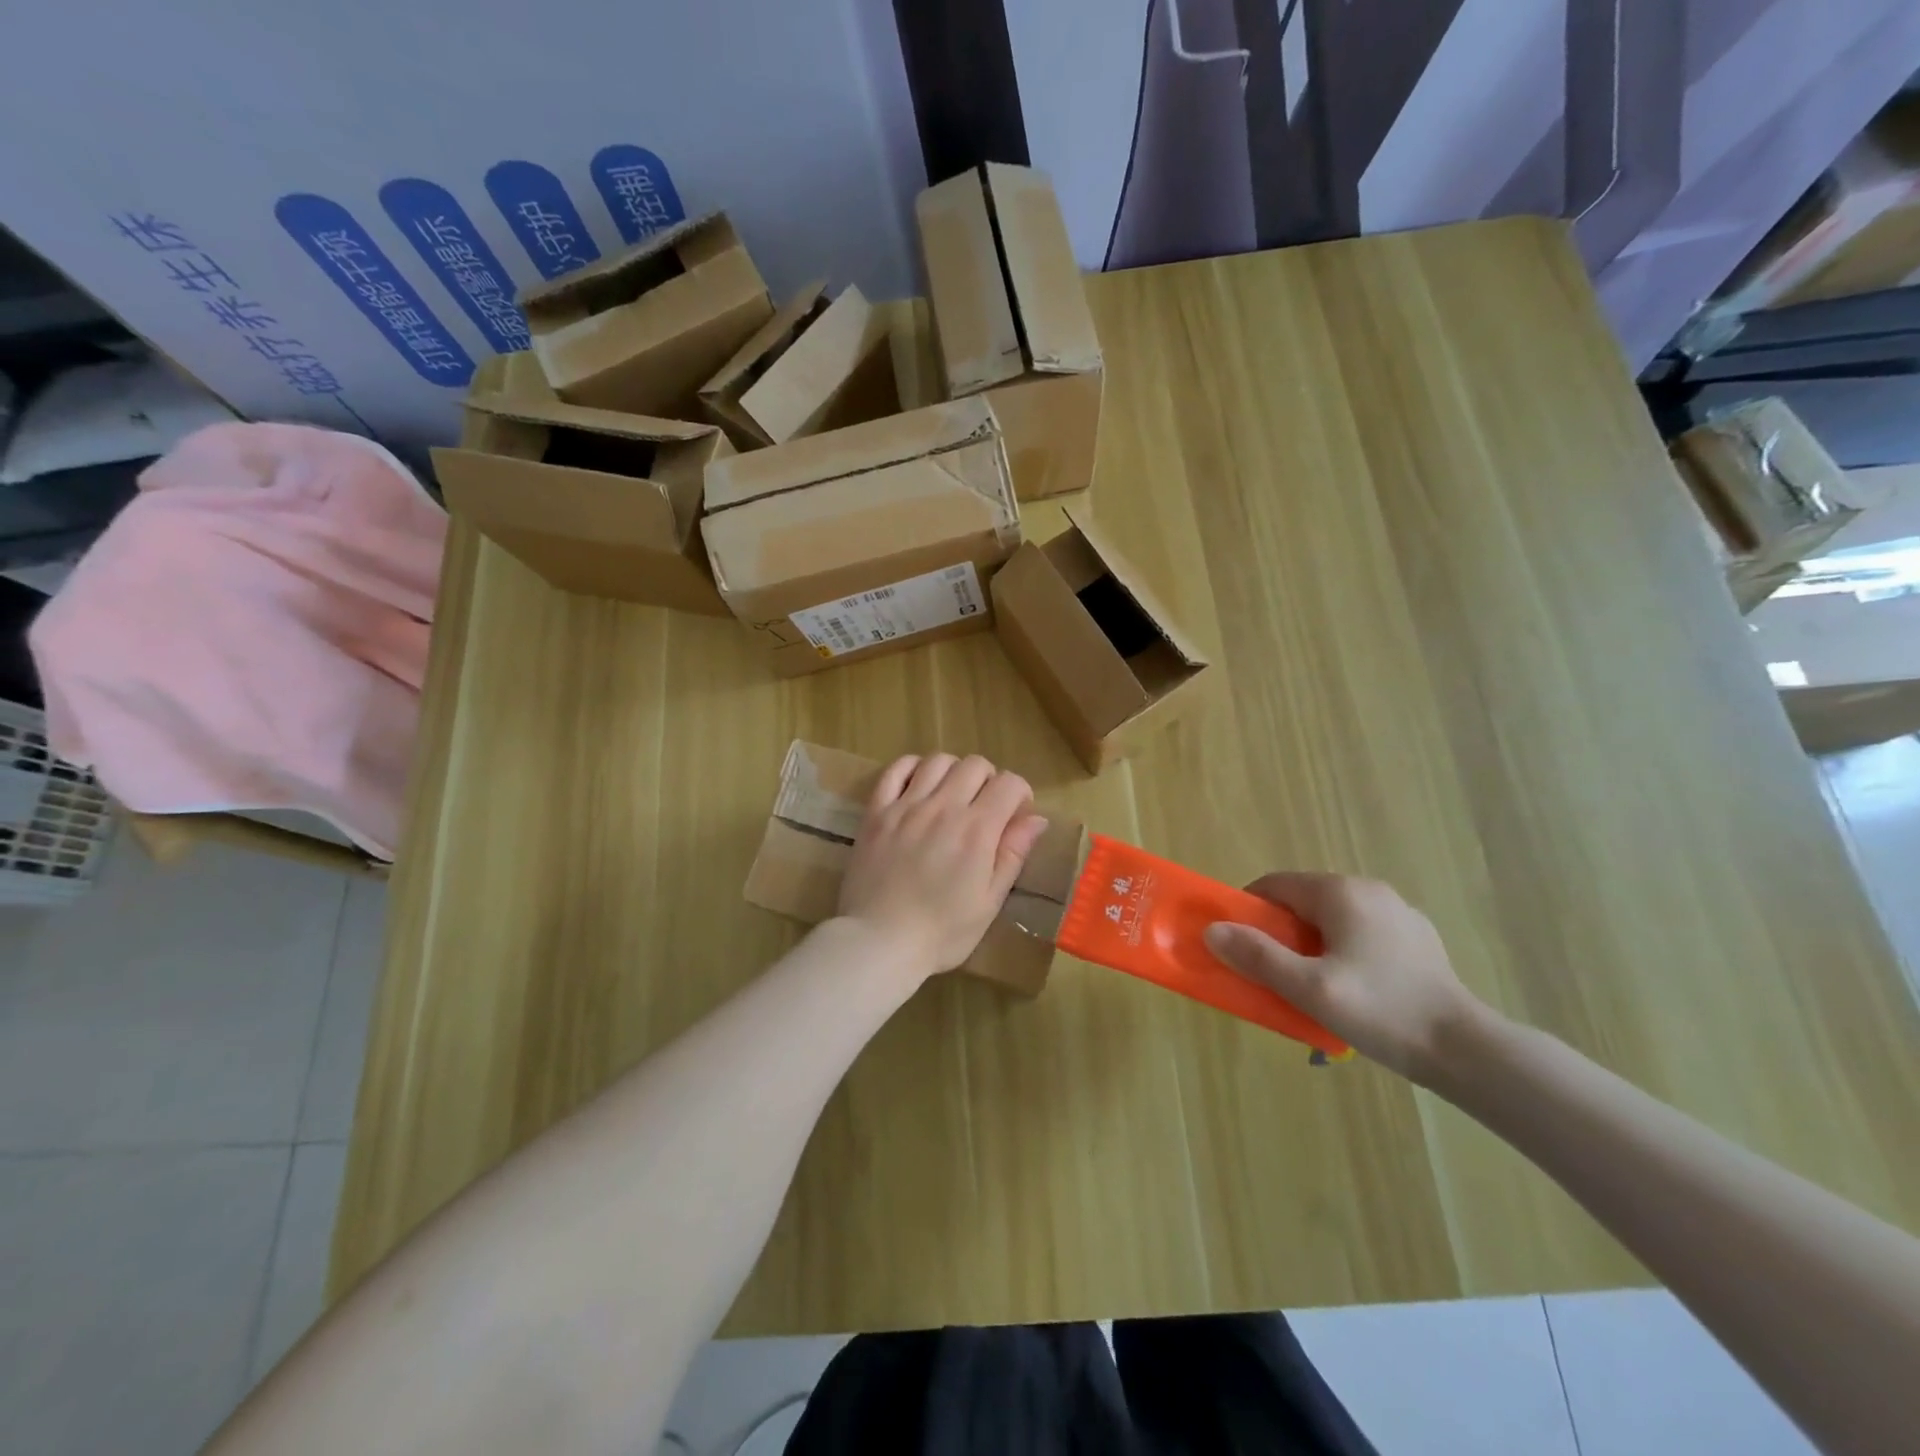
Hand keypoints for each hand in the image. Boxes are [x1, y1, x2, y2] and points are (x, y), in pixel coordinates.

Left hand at [838, 754, 1049, 979]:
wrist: (879, 942)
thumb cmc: (942, 932)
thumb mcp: (989, 901)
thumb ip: (1012, 854)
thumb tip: (1036, 819)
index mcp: (977, 830)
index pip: (1009, 784)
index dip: (1020, 794)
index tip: (1016, 815)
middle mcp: (943, 807)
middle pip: (975, 765)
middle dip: (989, 780)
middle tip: (985, 808)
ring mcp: (906, 806)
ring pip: (938, 760)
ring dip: (954, 772)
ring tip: (952, 796)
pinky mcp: (876, 812)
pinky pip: (895, 770)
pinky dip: (912, 768)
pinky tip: (918, 785)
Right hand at [1203, 873, 1485, 1082]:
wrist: (1467, 1050)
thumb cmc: (1381, 1011)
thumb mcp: (1309, 988)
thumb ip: (1258, 956)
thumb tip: (1212, 930)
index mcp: (1340, 892)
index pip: (1274, 885)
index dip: (1249, 911)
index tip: (1240, 946)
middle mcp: (1369, 889)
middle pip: (1303, 901)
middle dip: (1281, 932)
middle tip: (1275, 973)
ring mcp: (1398, 912)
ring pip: (1333, 918)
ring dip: (1312, 944)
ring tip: (1314, 987)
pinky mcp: (1417, 937)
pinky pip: (1363, 933)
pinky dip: (1345, 951)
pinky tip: (1355, 990)